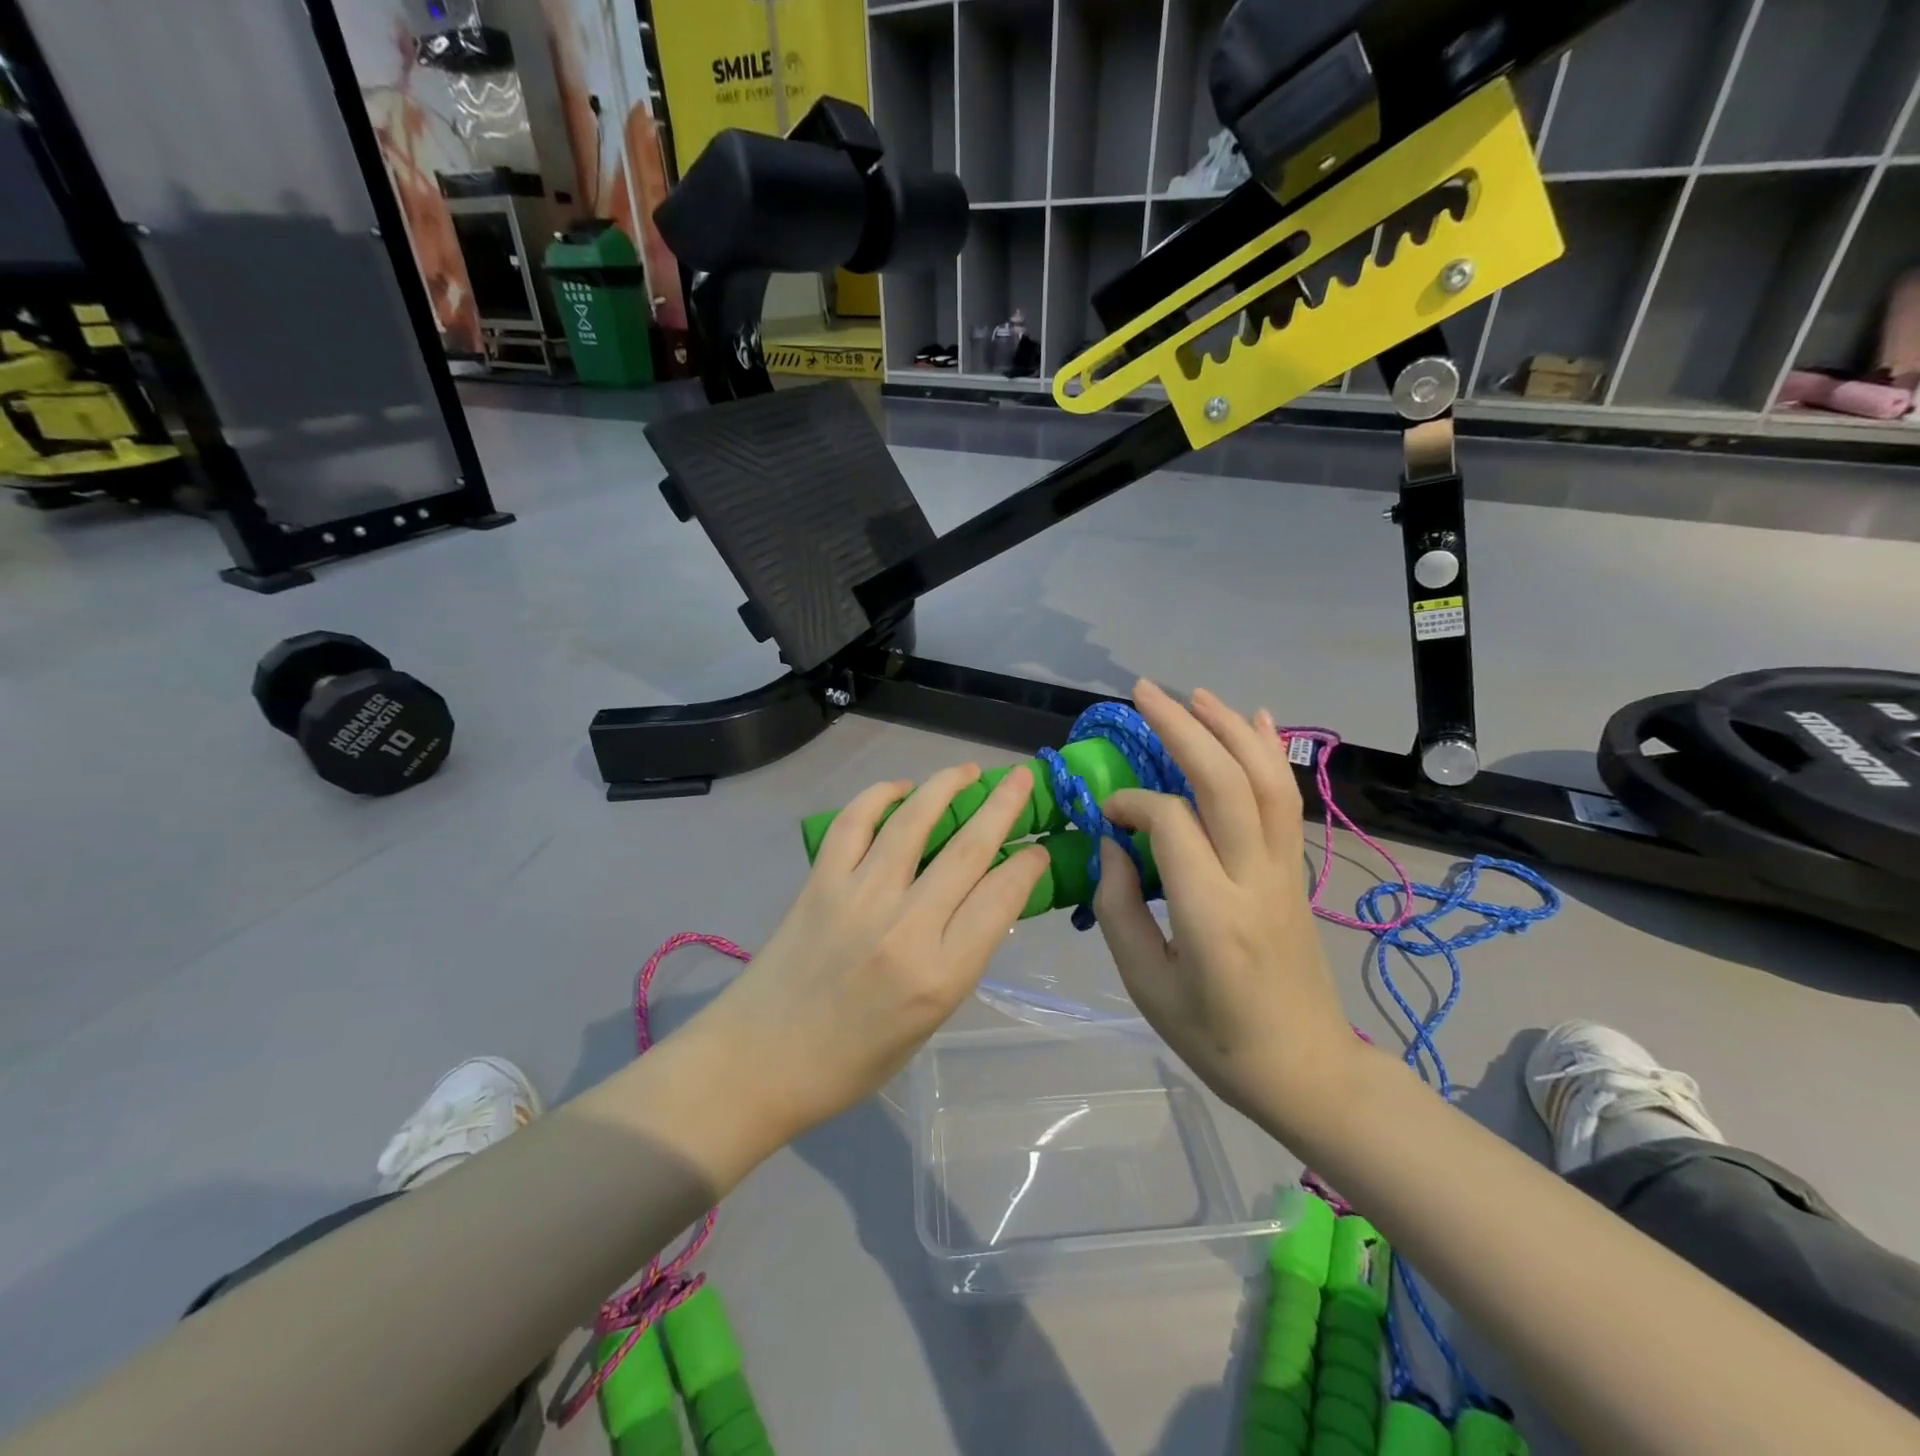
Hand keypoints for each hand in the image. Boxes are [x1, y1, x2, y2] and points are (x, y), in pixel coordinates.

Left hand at [698, 764, 1047, 1143]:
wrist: (762, 1061)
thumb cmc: (854, 1057)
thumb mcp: (930, 1020)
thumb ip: (960, 956)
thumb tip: (985, 898)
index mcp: (940, 976)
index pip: (1001, 899)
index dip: (1027, 865)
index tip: (1036, 848)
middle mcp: (905, 929)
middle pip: (967, 850)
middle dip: (1003, 806)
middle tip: (1021, 778)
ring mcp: (858, 898)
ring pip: (913, 822)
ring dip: (946, 786)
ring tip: (966, 771)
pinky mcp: (820, 882)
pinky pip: (853, 823)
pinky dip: (879, 796)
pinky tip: (900, 789)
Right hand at [1094, 681, 1358, 1133]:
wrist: (1306, 1070)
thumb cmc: (1216, 1038)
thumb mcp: (1147, 986)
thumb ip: (1119, 909)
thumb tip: (1112, 842)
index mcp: (1210, 915)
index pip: (1171, 823)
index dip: (1132, 802)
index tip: (1106, 810)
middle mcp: (1255, 879)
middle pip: (1225, 782)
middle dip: (1184, 728)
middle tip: (1144, 692)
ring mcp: (1285, 870)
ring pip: (1265, 780)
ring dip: (1230, 728)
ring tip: (1194, 693)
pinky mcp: (1297, 870)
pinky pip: (1286, 800)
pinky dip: (1271, 752)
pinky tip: (1257, 718)